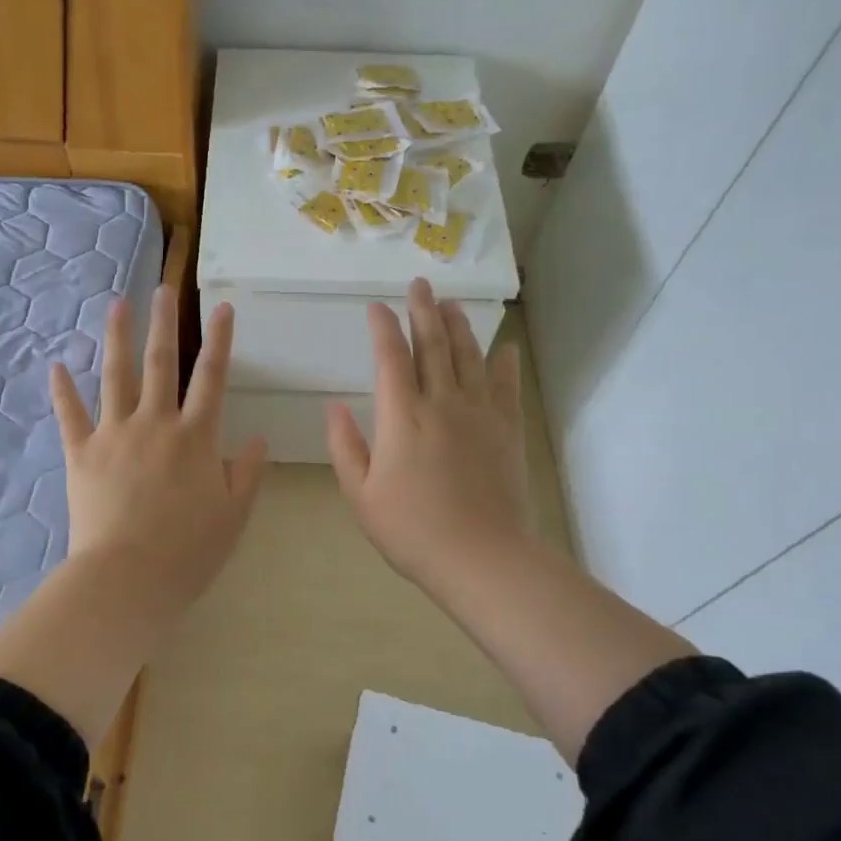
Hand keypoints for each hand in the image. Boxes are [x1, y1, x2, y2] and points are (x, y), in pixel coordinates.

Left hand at [51, 286, 266, 610]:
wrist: (127, 578)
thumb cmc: (188, 552)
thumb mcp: (233, 516)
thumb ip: (246, 474)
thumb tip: (257, 440)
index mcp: (196, 437)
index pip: (212, 378)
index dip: (219, 340)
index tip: (222, 308)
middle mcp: (156, 423)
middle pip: (161, 363)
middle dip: (165, 322)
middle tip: (164, 288)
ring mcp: (115, 434)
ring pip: (115, 375)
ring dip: (117, 336)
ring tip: (118, 304)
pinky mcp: (81, 453)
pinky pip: (70, 415)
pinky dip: (63, 390)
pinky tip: (56, 364)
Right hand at [326, 278, 533, 603]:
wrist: (480, 556)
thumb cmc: (411, 530)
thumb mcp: (361, 494)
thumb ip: (345, 446)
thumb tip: (333, 406)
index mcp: (402, 417)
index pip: (390, 358)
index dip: (383, 328)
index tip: (376, 307)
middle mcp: (441, 403)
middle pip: (432, 345)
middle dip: (423, 311)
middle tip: (420, 283)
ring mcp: (479, 414)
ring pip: (468, 357)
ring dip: (459, 326)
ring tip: (451, 303)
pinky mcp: (507, 430)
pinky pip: (505, 386)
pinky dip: (504, 363)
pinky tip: (503, 347)